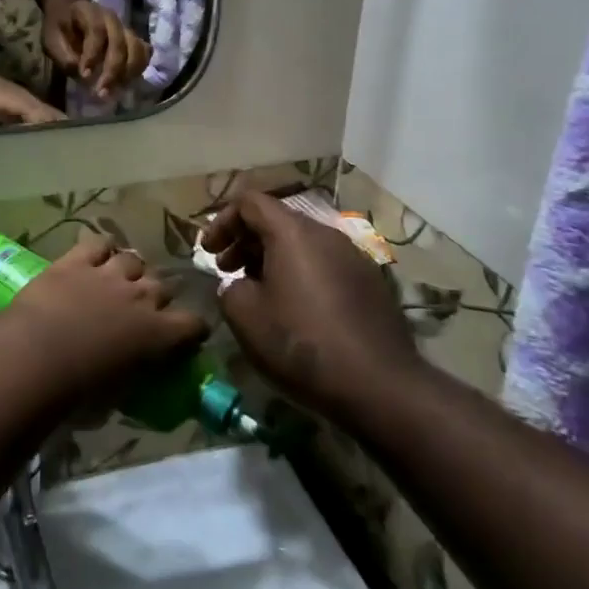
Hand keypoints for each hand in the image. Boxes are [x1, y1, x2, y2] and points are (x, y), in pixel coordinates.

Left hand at [4, 233, 208, 398]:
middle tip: (141, 311)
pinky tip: (96, 255)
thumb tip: (133, 373)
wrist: (36, 356)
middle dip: (156, 296)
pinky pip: (98, 244)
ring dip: (130, 271)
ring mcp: (108, 274)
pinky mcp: (76, 261)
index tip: (186, 335)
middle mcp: (140, 297)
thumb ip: (134, 375)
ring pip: (133, 260)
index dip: (191, 328)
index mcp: (157, 334)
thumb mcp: (118, 395)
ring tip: (118, 280)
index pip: (192, 323)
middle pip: (162, 286)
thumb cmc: (78, 391)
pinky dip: (100, 249)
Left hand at [43, 0, 150, 97]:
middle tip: (101, 92)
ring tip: (115, 92)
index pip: (96, 30)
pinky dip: (139, 69)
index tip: (85, 75)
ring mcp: (125, 27)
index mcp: (88, 12)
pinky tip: (126, 83)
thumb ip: (63, 56)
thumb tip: (80, 74)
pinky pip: (144, 52)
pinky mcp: (133, 39)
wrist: (70, 14)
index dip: (92, 53)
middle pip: (120, 42)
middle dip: (112, 70)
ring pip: (137, 48)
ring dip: (129, 72)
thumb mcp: (51, 40)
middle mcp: (111, 18)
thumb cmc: (59, 29)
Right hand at [201, 192, 420, 426]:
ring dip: (271, 259)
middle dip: (245, 241)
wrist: (380, 386)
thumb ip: (229, 289)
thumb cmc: (301, 344)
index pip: (249, 202)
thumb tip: (238, 285)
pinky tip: (293, 311)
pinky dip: (299, 274)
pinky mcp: (370, 283)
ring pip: (302, 243)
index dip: (222, 221)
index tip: (208, 252)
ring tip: (257, 292)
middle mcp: (326, 234)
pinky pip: (324, 265)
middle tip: (226, 271)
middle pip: (277, 220)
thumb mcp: (245, 317)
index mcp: (292, 232)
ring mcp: (353, 257)